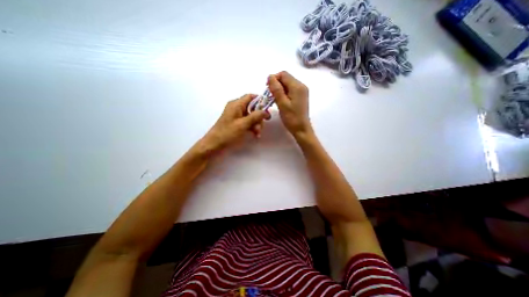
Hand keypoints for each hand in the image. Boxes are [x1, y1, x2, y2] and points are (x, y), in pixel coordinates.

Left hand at [196, 95, 269, 154]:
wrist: (214, 145)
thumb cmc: (227, 133)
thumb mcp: (243, 124)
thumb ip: (255, 116)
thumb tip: (266, 111)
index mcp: (236, 104)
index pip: (251, 97)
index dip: (261, 101)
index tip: (268, 109)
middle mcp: (237, 108)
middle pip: (253, 108)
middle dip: (259, 117)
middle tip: (261, 126)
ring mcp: (237, 116)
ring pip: (252, 116)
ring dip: (257, 124)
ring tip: (258, 133)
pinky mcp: (237, 124)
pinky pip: (248, 123)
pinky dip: (252, 128)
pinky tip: (255, 135)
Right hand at [267, 71, 310, 137]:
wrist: (301, 129)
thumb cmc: (291, 118)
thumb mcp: (282, 103)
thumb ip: (276, 89)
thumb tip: (270, 76)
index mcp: (297, 86)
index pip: (283, 74)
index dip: (274, 79)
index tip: (267, 89)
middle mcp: (301, 86)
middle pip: (286, 78)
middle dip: (276, 84)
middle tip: (270, 95)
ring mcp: (302, 91)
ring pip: (287, 84)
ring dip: (279, 89)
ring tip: (274, 99)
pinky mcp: (300, 96)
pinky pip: (290, 90)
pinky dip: (284, 93)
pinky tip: (280, 101)